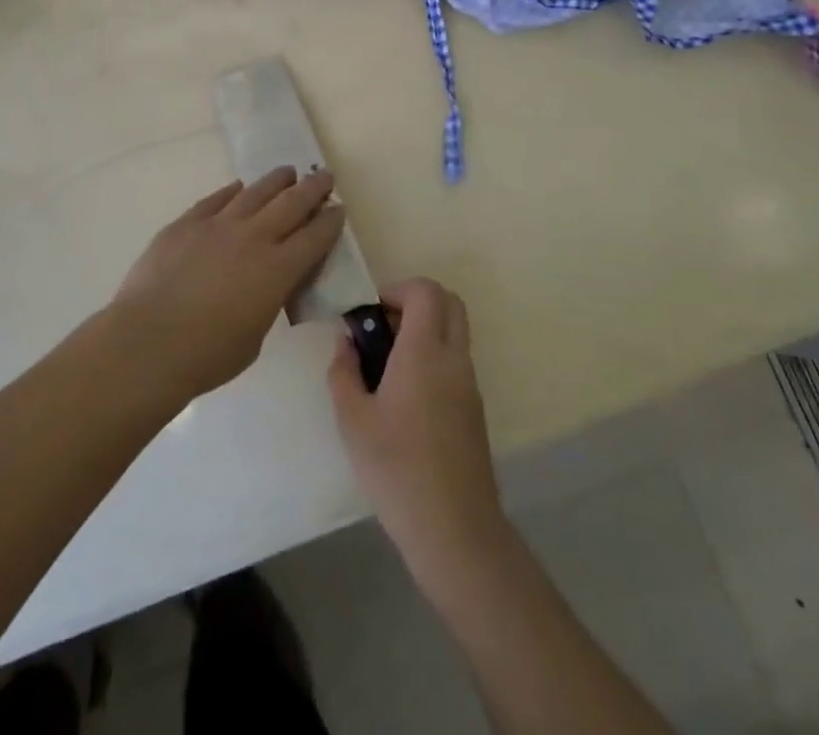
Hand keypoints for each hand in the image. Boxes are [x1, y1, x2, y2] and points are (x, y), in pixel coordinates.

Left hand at [109, 167, 345, 407]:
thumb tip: (266, 286)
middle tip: (323, 176)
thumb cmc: (207, 355)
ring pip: (255, 192)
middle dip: (312, 188)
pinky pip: (216, 199)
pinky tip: (239, 187)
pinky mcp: (186, 223)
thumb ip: (267, 302)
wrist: (148, 342)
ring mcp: (218, 225)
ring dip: (276, 181)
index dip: (330, 220)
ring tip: (287, 173)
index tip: (339, 208)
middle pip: (291, 203)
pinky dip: (232, 191)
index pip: (315, 236)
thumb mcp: (255, 336)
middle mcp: (254, 238)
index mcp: (278, 270)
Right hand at [329, 278, 505, 573]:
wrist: (454, 529)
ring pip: (455, 332)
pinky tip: (405, 398)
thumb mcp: (352, 420)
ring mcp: (469, 384)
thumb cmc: (396, 468)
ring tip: (386, 366)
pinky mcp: (474, 409)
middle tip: (382, 329)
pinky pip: (456, 362)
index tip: (371, 314)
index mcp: (425, 352)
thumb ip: (343, 372)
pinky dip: (434, 358)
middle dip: (415, 302)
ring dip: (425, 331)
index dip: (398, 289)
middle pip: (449, 302)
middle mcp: (454, 358)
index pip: (426, 291)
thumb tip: (345, 342)